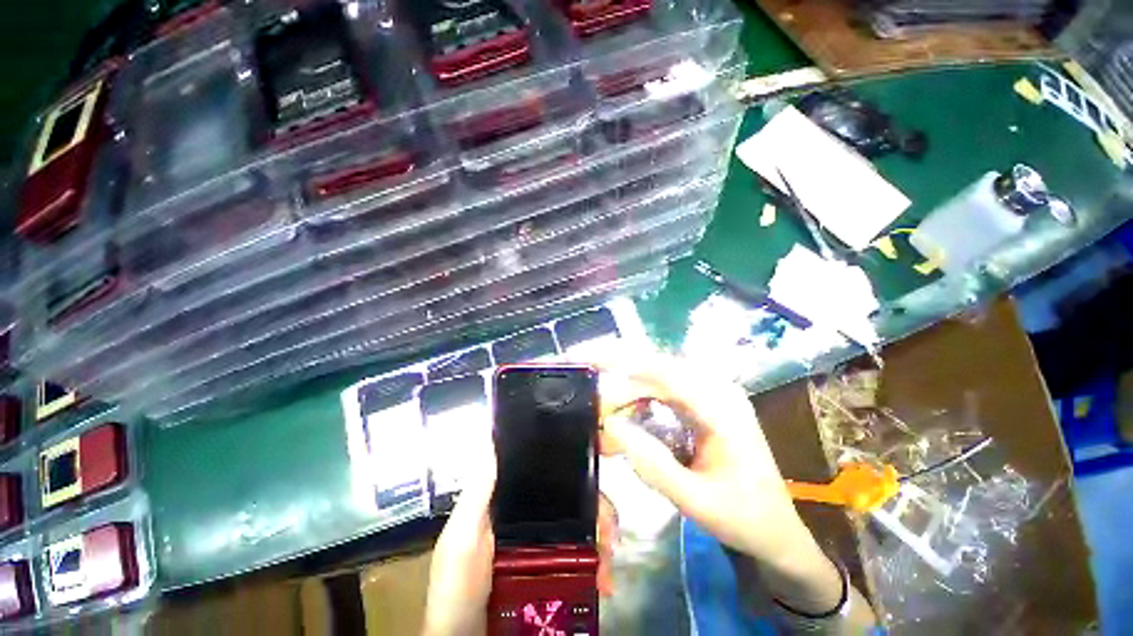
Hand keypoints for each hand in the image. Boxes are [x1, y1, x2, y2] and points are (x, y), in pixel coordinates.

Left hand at [422, 434, 619, 635]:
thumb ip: (478, 492)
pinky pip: (586, 557)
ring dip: (603, 536)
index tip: (597, 458)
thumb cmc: (459, 588)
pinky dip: (600, 564)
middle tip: (609, 530)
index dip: (572, 461)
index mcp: (513, 499)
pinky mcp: (557, 570)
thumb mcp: (463, 536)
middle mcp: (534, 515)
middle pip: (575, 495)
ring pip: (586, 524)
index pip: (547, 469)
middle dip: (598, 505)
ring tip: (608, 561)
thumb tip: (497, 439)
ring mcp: (547, 543)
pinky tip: (605, 580)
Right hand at [595, 351, 844, 614]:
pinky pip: (660, 390)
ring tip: (602, 417)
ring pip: (654, 378)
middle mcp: (715, 389)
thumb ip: (653, 464)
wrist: (776, 529)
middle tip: (591, 410)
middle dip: (618, 385)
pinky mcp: (700, 403)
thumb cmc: (744, 517)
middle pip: (655, 371)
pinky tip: (623, 415)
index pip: (664, 371)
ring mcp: (709, 394)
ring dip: (625, 393)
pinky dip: (636, 399)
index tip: (588, 360)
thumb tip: (611, 426)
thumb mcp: (697, 501)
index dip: (622, 360)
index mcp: (722, 406)